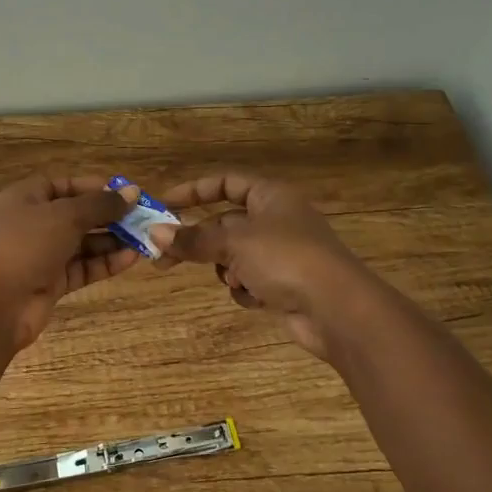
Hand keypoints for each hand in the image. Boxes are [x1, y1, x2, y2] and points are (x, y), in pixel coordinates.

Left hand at [0, 175, 141, 347]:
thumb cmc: (25, 245)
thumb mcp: (65, 216)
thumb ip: (101, 205)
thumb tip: (132, 192)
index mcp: (28, 197)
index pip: (66, 185)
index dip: (96, 187)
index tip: (127, 193)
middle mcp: (35, 223)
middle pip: (78, 214)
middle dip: (110, 216)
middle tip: (144, 218)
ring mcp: (42, 254)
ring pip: (83, 243)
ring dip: (112, 240)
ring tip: (145, 239)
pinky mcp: (52, 282)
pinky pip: (83, 267)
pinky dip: (105, 263)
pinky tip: (131, 258)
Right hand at [150, 174, 371, 359]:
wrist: (336, 309)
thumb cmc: (285, 259)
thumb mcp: (233, 243)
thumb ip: (192, 238)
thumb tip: (154, 233)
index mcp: (271, 196)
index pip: (226, 183)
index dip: (194, 191)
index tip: (163, 204)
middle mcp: (277, 219)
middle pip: (224, 223)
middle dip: (198, 241)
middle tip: (162, 258)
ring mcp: (282, 254)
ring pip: (234, 256)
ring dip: (226, 269)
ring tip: (234, 280)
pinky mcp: (284, 284)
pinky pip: (249, 280)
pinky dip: (246, 289)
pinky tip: (256, 297)